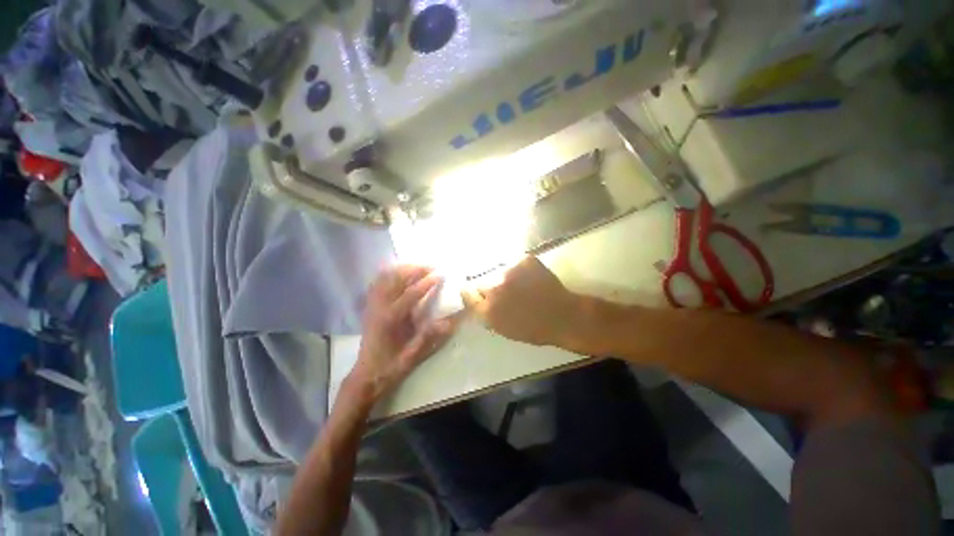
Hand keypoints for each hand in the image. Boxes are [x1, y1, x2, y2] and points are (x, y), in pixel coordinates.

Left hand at [351, 266, 458, 401]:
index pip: (411, 293)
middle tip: (431, 266)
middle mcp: (379, 307)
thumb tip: (448, 321)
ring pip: (385, 278)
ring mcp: (372, 305)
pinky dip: (388, 275)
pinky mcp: (369, 307)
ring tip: (418, 266)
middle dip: (415, 270)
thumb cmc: (391, 365)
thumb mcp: (412, 355)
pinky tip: (399, 273)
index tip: (441, 274)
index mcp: (390, 318)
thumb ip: (428, 336)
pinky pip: (377, 284)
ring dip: (402, 269)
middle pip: (396, 280)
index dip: (427, 282)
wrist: (367, 374)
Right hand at [462, 257, 582, 347]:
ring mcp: (509, 272)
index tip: (476, 292)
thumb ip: (484, 313)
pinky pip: (512, 262)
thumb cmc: (533, 329)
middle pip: (479, 279)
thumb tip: (474, 298)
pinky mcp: (523, 260)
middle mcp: (494, 288)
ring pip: (496, 269)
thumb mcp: (502, 329)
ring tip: (517, 283)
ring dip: (502, 275)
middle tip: (501, 289)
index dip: (471, 292)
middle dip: (486, 284)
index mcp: (487, 309)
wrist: (563, 316)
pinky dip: (517, 268)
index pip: (467, 293)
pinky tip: (527, 277)